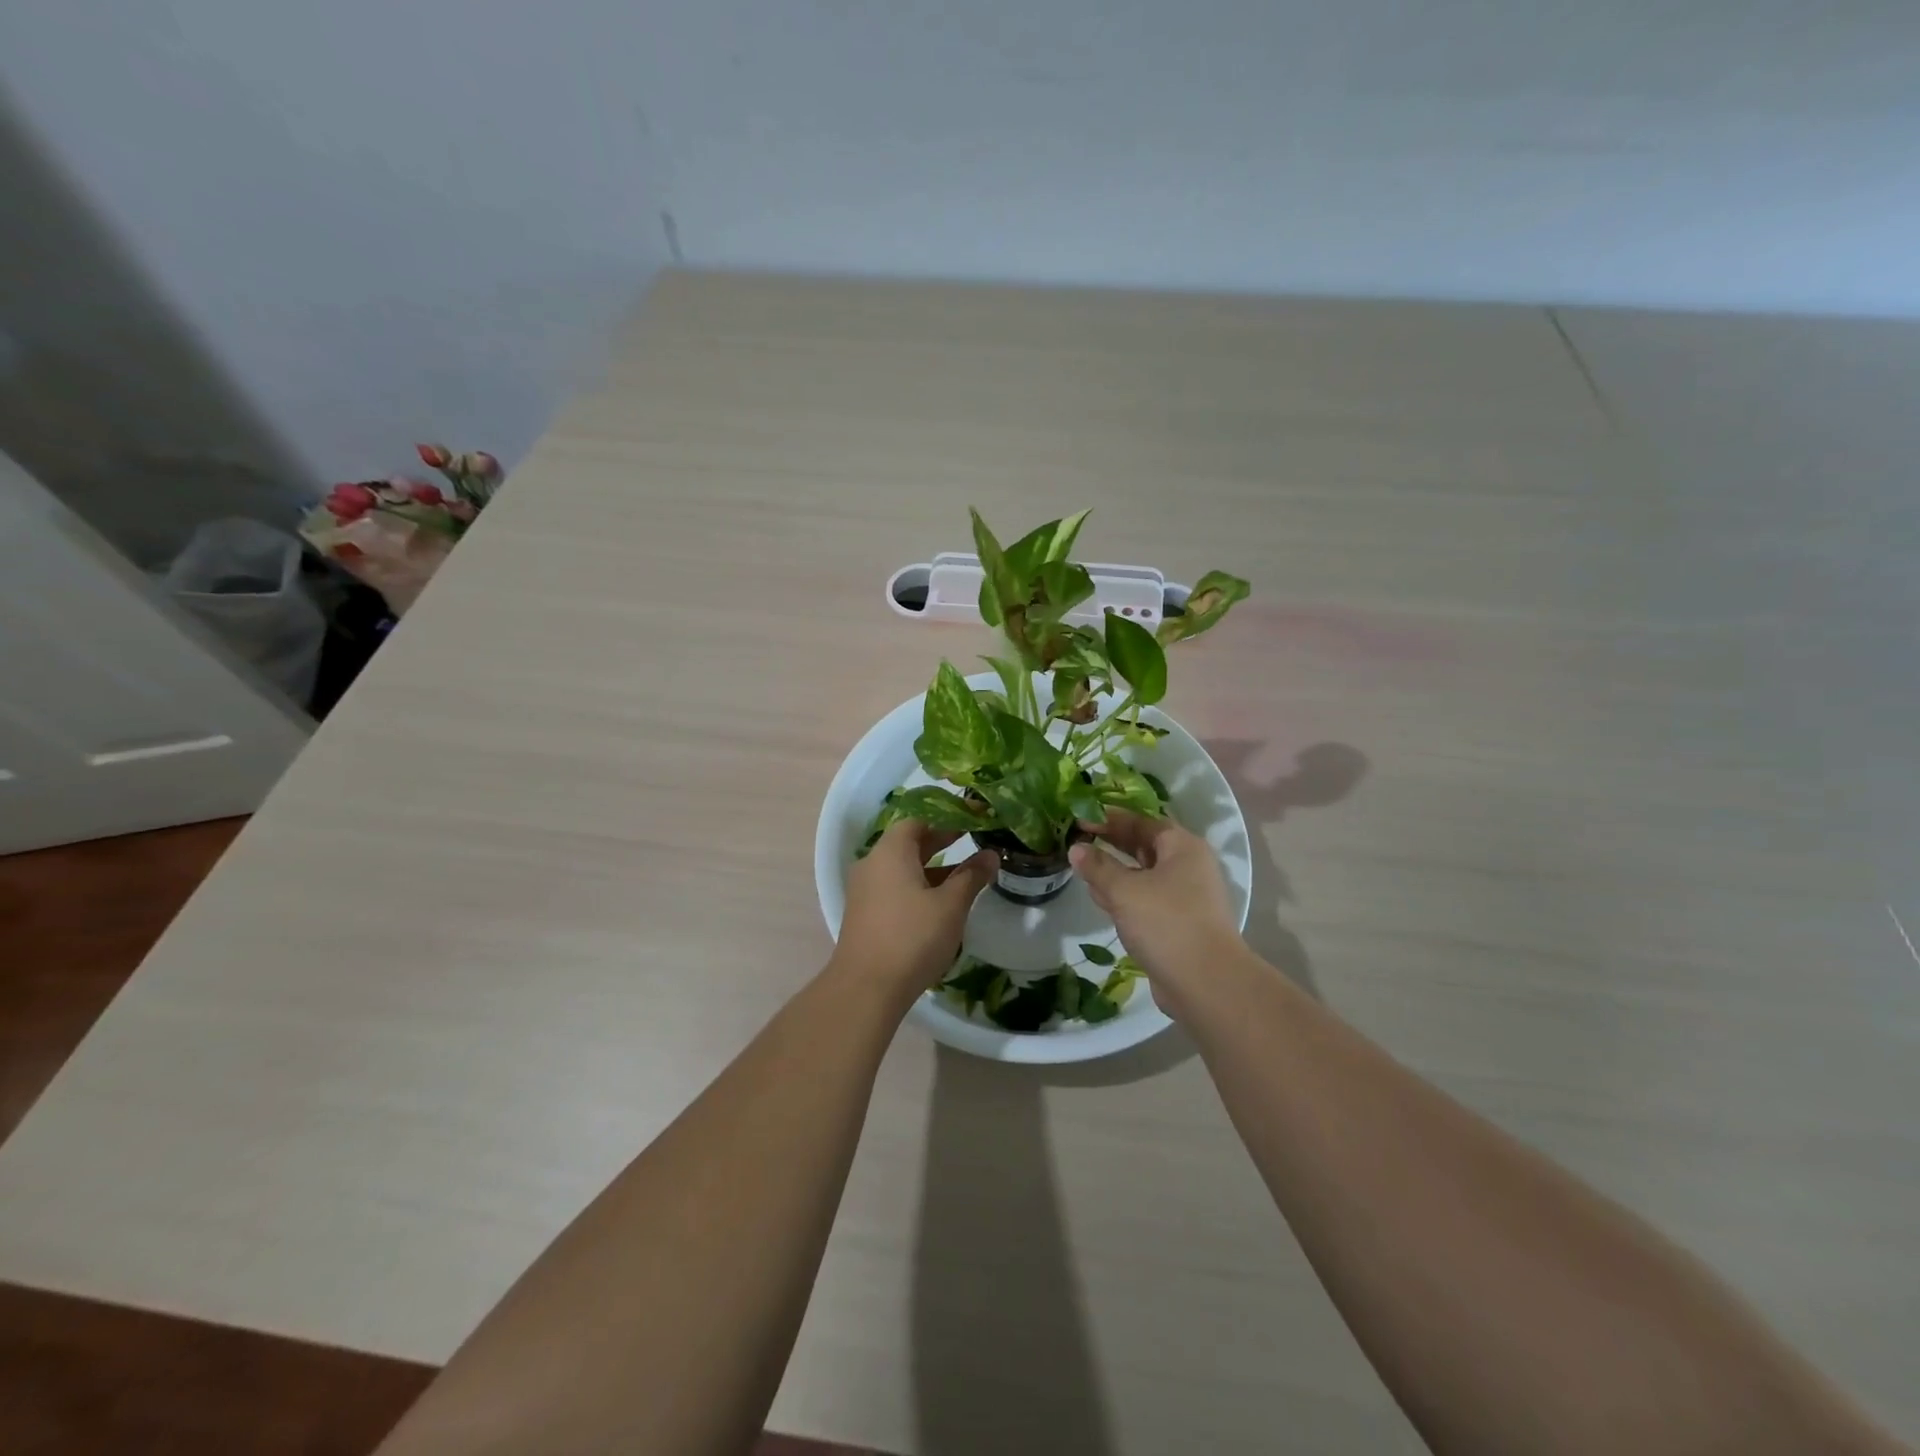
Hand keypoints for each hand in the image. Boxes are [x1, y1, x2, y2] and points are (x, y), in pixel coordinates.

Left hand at [832, 821, 995, 1002]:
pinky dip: (918, 886)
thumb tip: (990, 855)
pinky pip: (895, 888)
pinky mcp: (865, 914)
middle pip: (909, 843)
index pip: (919, 820)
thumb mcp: (950, 906)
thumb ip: (971, 876)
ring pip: (903, 868)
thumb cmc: (912, 938)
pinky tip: (941, 904)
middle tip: (974, 840)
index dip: (947, 817)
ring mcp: (865, 891)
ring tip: (965, 875)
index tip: (974, 818)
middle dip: (942, 841)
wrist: (866, 989)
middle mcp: (873, 864)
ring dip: (932, 868)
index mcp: (891, 852)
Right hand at [1070, 811, 1243, 1014]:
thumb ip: (1098, 867)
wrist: (1206, 983)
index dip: (1110, 819)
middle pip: (1145, 847)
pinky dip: (1126, 897)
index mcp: (1182, 847)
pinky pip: (1148, 901)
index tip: (1081, 819)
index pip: (1143, 822)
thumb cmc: (1165, 922)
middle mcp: (1189, 867)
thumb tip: (1076, 848)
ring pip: (1145, 876)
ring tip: (1084, 870)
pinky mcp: (1180, 925)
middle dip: (1112, 844)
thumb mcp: (1124, 890)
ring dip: (1116, 872)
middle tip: (1079, 841)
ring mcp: (1186, 898)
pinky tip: (1102, 901)